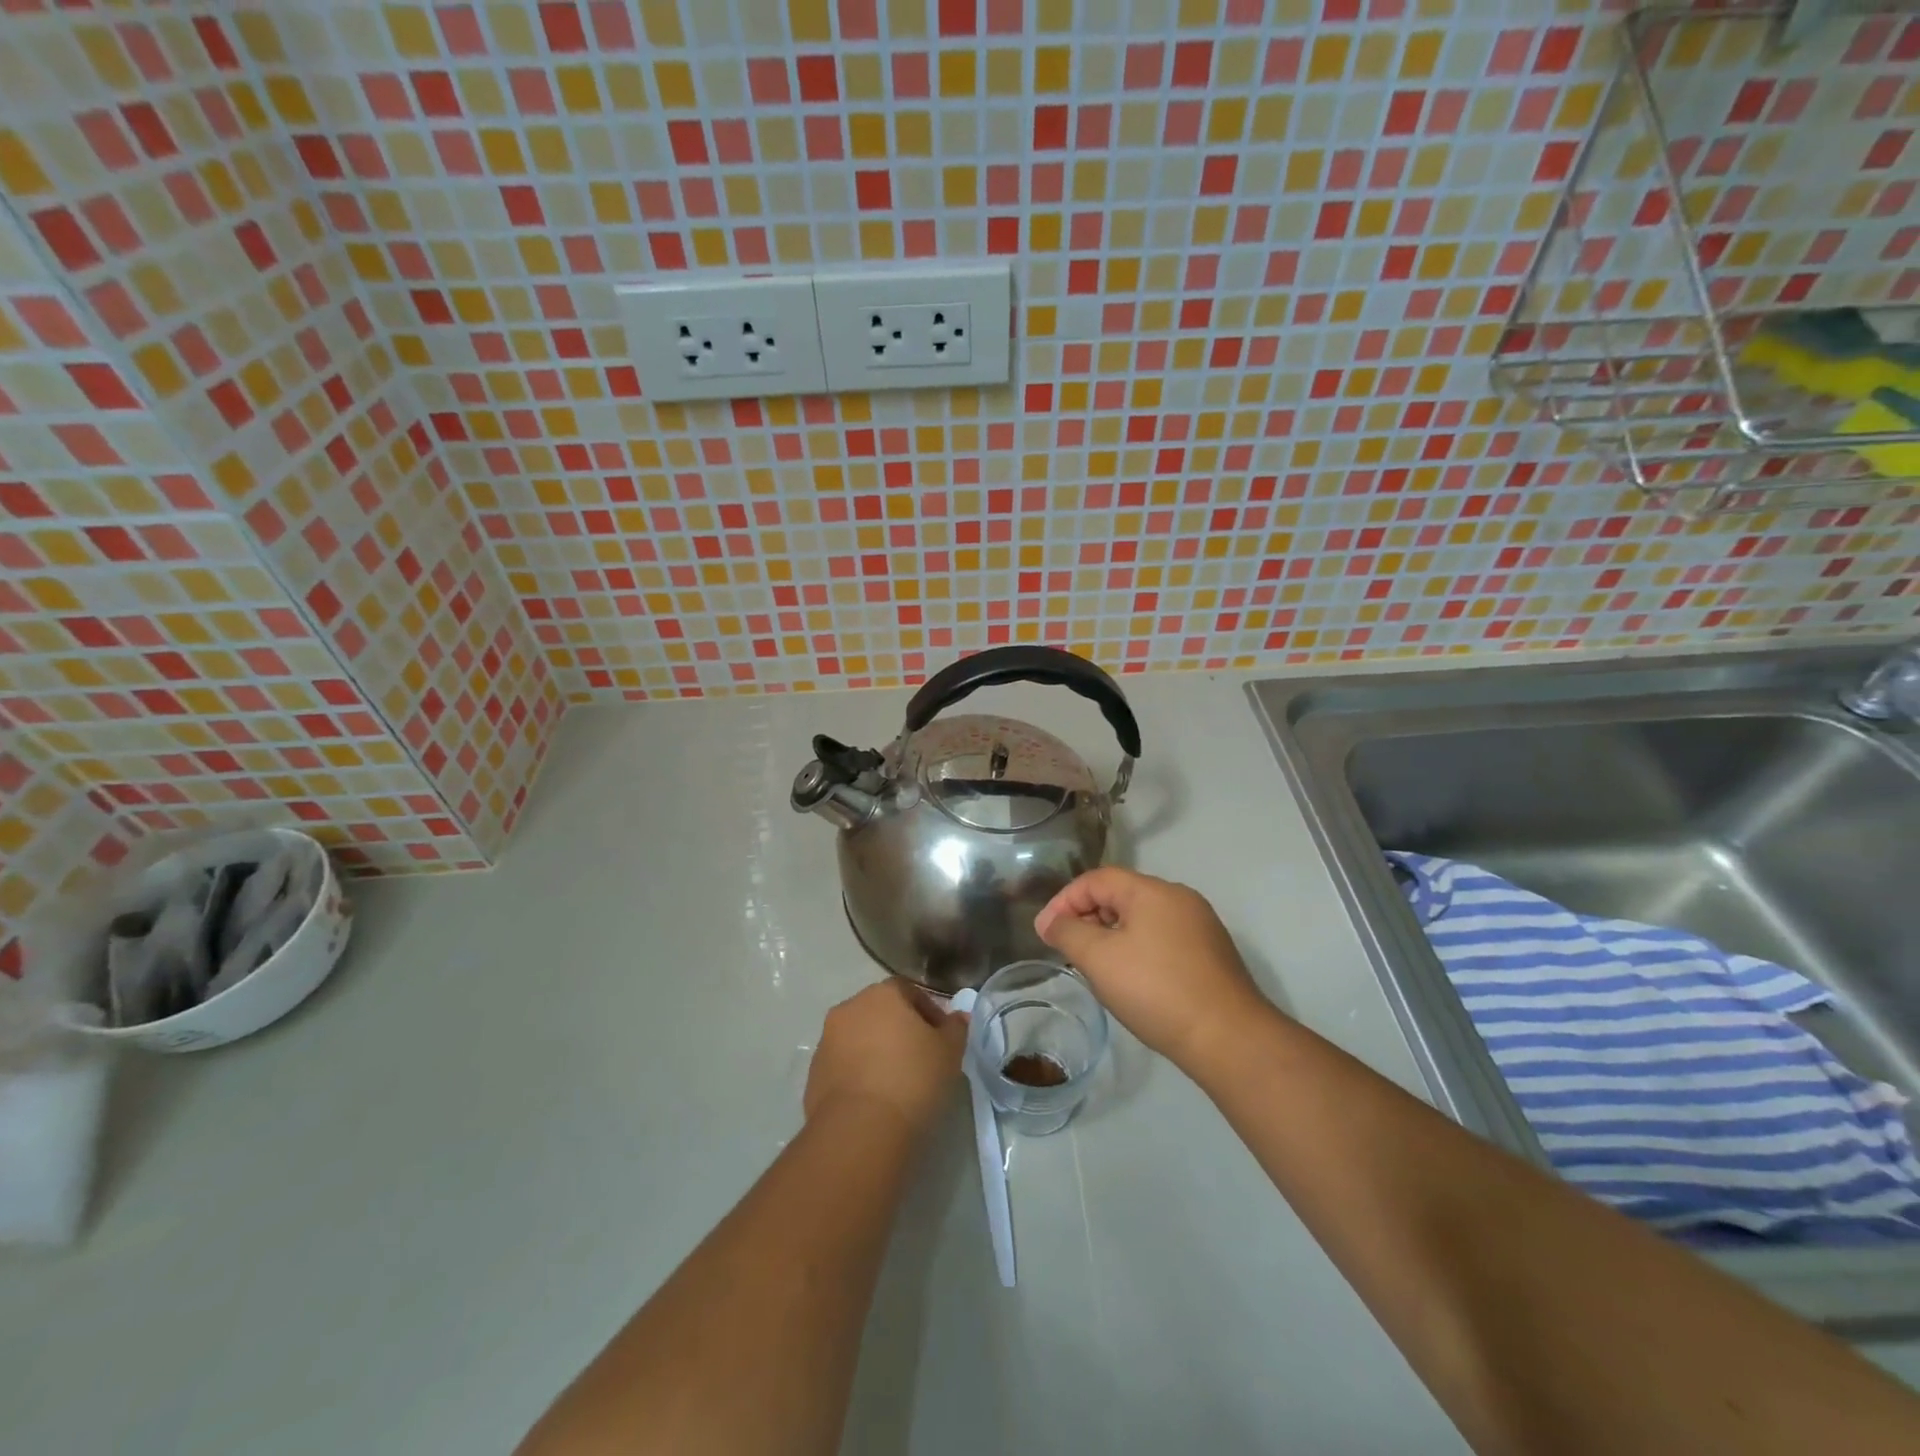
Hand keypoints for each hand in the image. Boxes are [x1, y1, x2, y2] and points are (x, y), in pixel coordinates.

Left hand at [804, 980, 967, 1136]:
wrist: (860, 1130)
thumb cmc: (912, 1079)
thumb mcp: (949, 1052)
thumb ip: (956, 1029)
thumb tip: (958, 1017)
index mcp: (882, 994)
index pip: (909, 991)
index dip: (928, 1011)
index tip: (941, 1038)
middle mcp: (849, 1008)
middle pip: (880, 1011)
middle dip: (899, 1029)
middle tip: (921, 1058)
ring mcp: (827, 1041)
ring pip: (859, 1038)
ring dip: (876, 1051)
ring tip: (897, 1082)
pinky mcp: (814, 1074)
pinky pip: (843, 1066)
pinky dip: (858, 1074)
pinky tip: (875, 1100)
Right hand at [1034, 868, 1269, 1069]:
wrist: (1229, 1038)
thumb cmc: (1156, 990)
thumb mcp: (1099, 959)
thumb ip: (1068, 933)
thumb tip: (1050, 922)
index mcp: (1153, 891)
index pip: (1096, 879)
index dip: (1064, 901)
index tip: (1045, 933)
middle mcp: (1179, 899)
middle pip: (1120, 895)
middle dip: (1087, 918)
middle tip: (1067, 950)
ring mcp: (1199, 926)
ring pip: (1141, 918)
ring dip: (1110, 935)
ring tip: (1094, 966)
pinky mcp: (1211, 954)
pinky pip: (1162, 938)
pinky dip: (1136, 949)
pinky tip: (1130, 980)